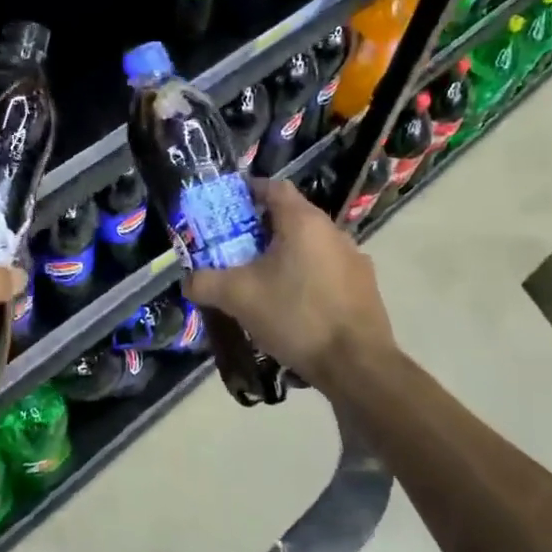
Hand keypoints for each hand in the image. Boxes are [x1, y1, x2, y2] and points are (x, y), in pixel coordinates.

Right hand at [185, 178, 395, 384]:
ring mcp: (354, 259)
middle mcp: (333, 231)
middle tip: (236, 249)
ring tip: (262, 281)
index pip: (274, 187)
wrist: (356, 364)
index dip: (249, 191)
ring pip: (311, 246)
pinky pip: (327, 270)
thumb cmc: (295, 317)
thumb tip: (187, 281)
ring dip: (286, 255)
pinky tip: (293, 306)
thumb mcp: (238, 298)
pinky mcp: (364, 287)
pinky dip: (307, 277)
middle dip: (262, 229)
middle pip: (292, 217)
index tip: (228, 207)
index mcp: (304, 222)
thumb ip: (205, 283)